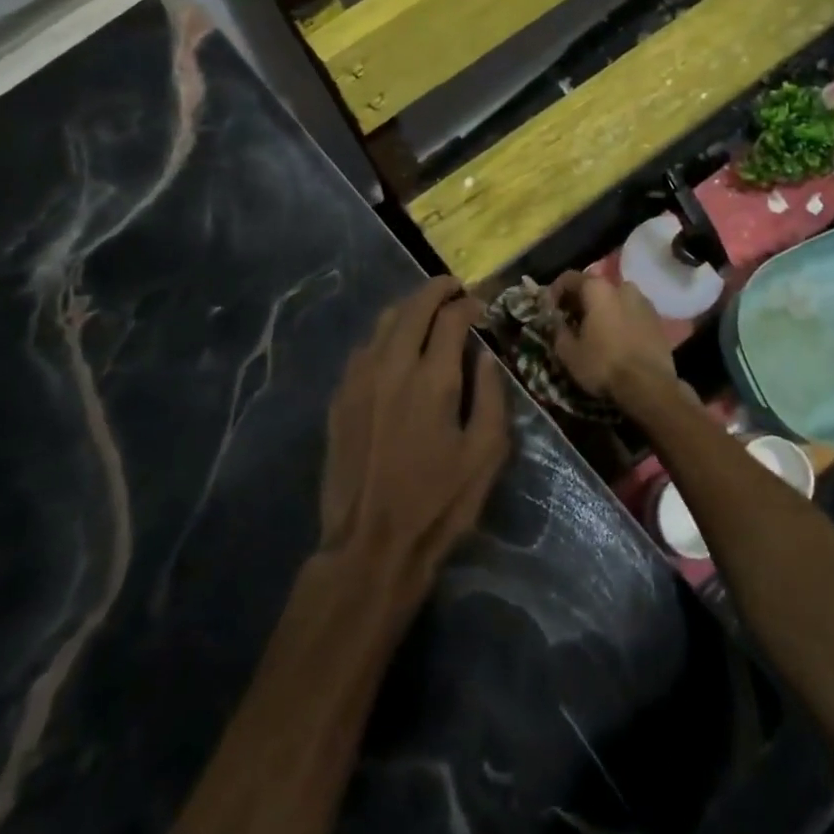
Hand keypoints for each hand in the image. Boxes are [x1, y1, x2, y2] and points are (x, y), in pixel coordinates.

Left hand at [318, 278, 510, 590]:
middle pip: (414, 306)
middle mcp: (392, 366)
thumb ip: (492, 396)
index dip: (470, 303)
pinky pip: (365, 347)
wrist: (369, 544)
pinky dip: (386, 334)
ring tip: (428, 312)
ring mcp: (360, 378)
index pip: (452, 317)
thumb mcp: (485, 455)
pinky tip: (396, 348)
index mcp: (433, 379)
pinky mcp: (340, 396)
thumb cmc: (438, 504)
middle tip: (455, 289)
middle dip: (437, 290)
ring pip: (384, 321)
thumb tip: (485, 355)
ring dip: (410, 307)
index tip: (482, 305)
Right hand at [548, 271, 682, 411]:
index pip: (569, 278)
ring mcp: (644, 302)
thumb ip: (558, 331)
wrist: (649, 386)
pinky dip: (621, 319)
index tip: (549, 310)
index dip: (555, 292)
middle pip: (595, 287)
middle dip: (581, 300)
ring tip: (597, 330)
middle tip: (572, 320)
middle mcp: (622, 287)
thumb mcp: (569, 353)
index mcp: (598, 289)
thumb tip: (557, 322)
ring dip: (603, 309)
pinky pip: (632, 312)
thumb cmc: (604, 365)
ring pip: (616, 299)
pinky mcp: (658, 319)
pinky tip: (617, 339)